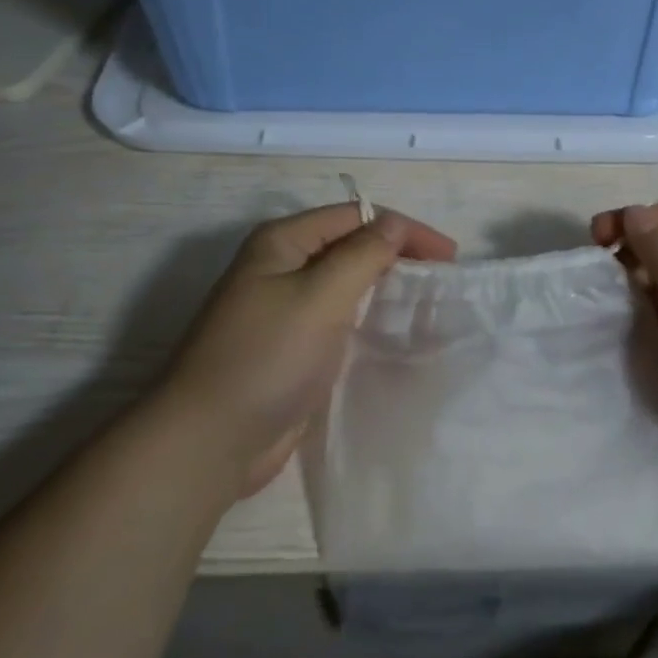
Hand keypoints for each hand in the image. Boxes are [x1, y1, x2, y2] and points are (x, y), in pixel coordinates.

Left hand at [157, 203, 456, 498]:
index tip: (448, 256)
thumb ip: (363, 255)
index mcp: (282, 242)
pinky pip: (338, 319)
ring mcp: (284, 308)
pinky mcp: (291, 346)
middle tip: (442, 278)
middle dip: (396, 255)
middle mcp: (281, 266)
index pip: (356, 217)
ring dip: (384, 287)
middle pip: (350, 246)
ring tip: (427, 303)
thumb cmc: (266, 357)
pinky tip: (393, 333)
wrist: (208, 441)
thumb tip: (394, 224)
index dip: (404, 229)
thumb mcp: (320, 296)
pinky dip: (367, 318)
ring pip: (346, 283)